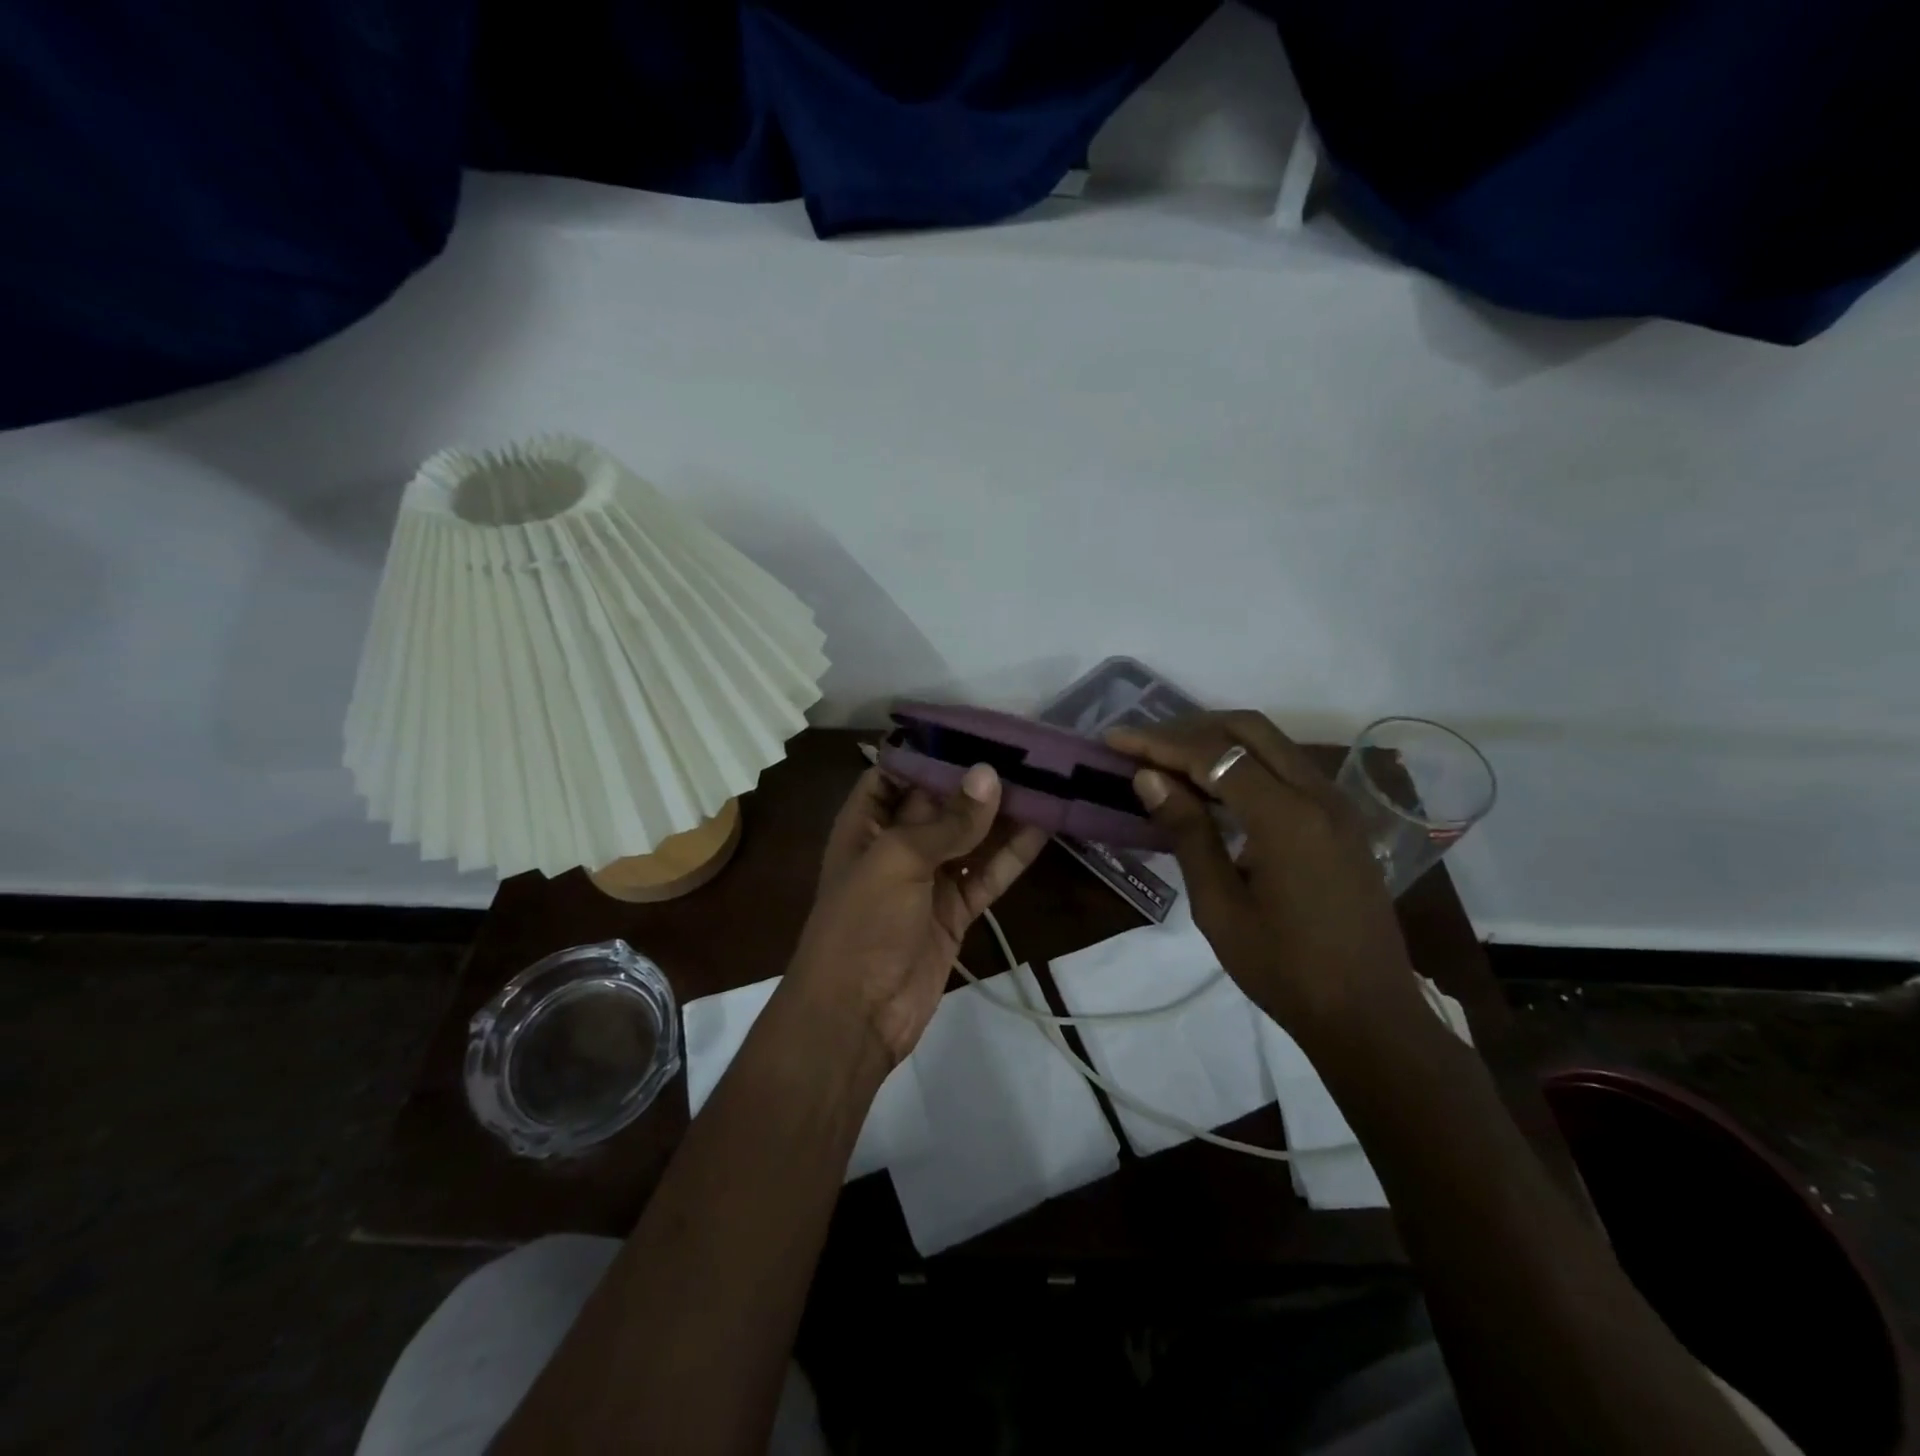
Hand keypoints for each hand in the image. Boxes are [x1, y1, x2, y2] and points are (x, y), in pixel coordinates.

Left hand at [787, 763, 1048, 1067]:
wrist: (856, 1016)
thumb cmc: (862, 923)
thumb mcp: (898, 860)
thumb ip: (948, 821)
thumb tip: (990, 774)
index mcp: (867, 822)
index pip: (898, 771)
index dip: (932, 750)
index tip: (976, 728)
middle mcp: (897, 844)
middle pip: (942, 801)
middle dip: (979, 779)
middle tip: (1028, 750)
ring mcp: (929, 878)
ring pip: (972, 837)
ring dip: (1004, 814)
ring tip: (1047, 781)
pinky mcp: (956, 910)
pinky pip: (988, 874)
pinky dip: (1013, 854)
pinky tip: (1046, 828)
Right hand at [1106, 711, 1424, 1039]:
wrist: (1369, 1016)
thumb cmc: (1285, 970)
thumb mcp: (1220, 907)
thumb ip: (1188, 833)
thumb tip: (1149, 777)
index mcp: (1288, 817)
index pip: (1214, 754)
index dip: (1159, 742)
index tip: (1115, 739)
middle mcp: (1319, 795)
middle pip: (1248, 729)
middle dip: (1189, 728)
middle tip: (1142, 746)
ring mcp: (1337, 805)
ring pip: (1271, 743)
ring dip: (1218, 741)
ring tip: (1167, 760)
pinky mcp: (1342, 820)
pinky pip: (1287, 768)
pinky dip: (1245, 762)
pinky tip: (1213, 788)